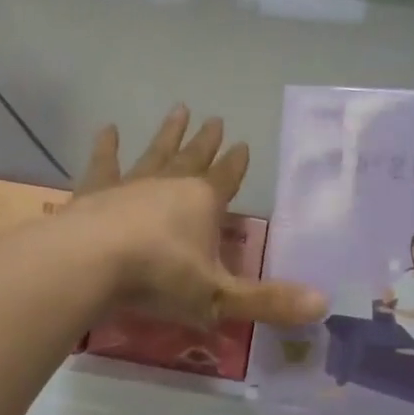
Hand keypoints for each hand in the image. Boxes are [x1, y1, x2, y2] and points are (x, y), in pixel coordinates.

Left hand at [70, 106, 325, 330]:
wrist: (88, 264)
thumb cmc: (158, 279)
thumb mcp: (218, 298)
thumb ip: (268, 302)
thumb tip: (325, 304)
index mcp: (203, 203)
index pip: (227, 178)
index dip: (236, 164)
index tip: (243, 144)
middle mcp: (169, 184)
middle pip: (193, 158)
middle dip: (206, 141)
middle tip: (215, 118)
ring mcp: (130, 184)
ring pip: (155, 153)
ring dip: (167, 134)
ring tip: (179, 109)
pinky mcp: (94, 192)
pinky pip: (104, 164)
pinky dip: (106, 147)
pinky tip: (107, 129)